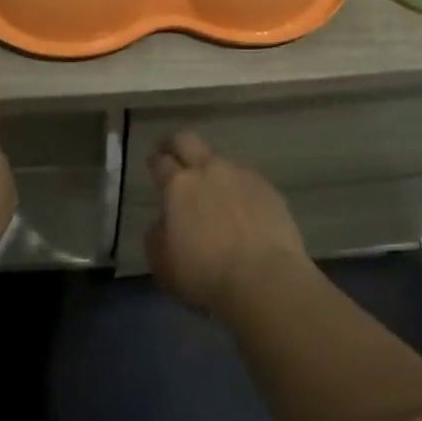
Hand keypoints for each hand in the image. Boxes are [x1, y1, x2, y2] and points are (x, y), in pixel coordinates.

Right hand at [145, 131, 308, 316]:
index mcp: (179, 185)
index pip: (161, 161)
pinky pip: (247, 180)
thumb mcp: (163, 264)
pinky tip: (242, 209)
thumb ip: (157, 236)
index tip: (152, 162)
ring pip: (221, 160)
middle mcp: (209, 170)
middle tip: (172, 153)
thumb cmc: (205, 276)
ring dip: (212, 169)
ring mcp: (242, 176)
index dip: (154, 161)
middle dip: (177, 144)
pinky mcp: (269, 189)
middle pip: (188, 140)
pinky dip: (239, 189)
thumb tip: (162, 223)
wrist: (265, 280)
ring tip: (213, 190)